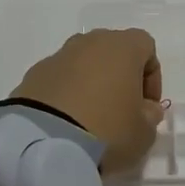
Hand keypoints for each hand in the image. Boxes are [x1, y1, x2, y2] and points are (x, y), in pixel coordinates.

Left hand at [12, 30, 163, 172]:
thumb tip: (145, 108)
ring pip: (83, 63)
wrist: (45, 143)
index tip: (148, 106)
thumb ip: (150, 116)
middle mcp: (90, 42)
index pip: (146, 47)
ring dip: (91, 83)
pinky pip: (59, 79)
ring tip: (90, 118)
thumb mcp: (144, 132)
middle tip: (121, 109)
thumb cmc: (107, 130)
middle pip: (112, 51)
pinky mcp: (33, 75)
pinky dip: (66, 94)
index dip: (151, 76)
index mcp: (122, 47)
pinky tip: (65, 122)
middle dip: (119, 76)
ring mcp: (59, 56)